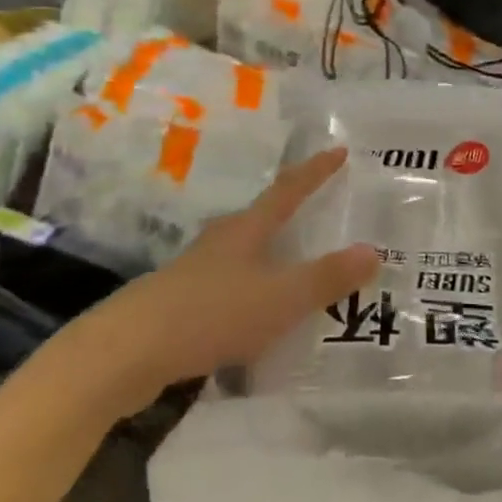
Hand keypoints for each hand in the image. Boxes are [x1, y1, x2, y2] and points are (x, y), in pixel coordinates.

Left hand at [100, 149, 376, 411]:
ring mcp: (198, 269)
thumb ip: (326, 278)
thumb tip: (373, 250)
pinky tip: (259, 315)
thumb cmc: (211, 313)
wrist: (128, 351)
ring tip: (297, 267)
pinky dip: (253, 290)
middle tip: (324, 212)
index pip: (289, 189)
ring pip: (245, 252)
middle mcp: (222, 239)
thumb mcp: (280, 299)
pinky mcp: (182, 301)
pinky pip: (230, 285)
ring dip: (272, 254)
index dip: (316, 170)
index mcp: (248, 228)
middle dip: (293, 211)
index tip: (339, 150)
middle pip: (263, 215)